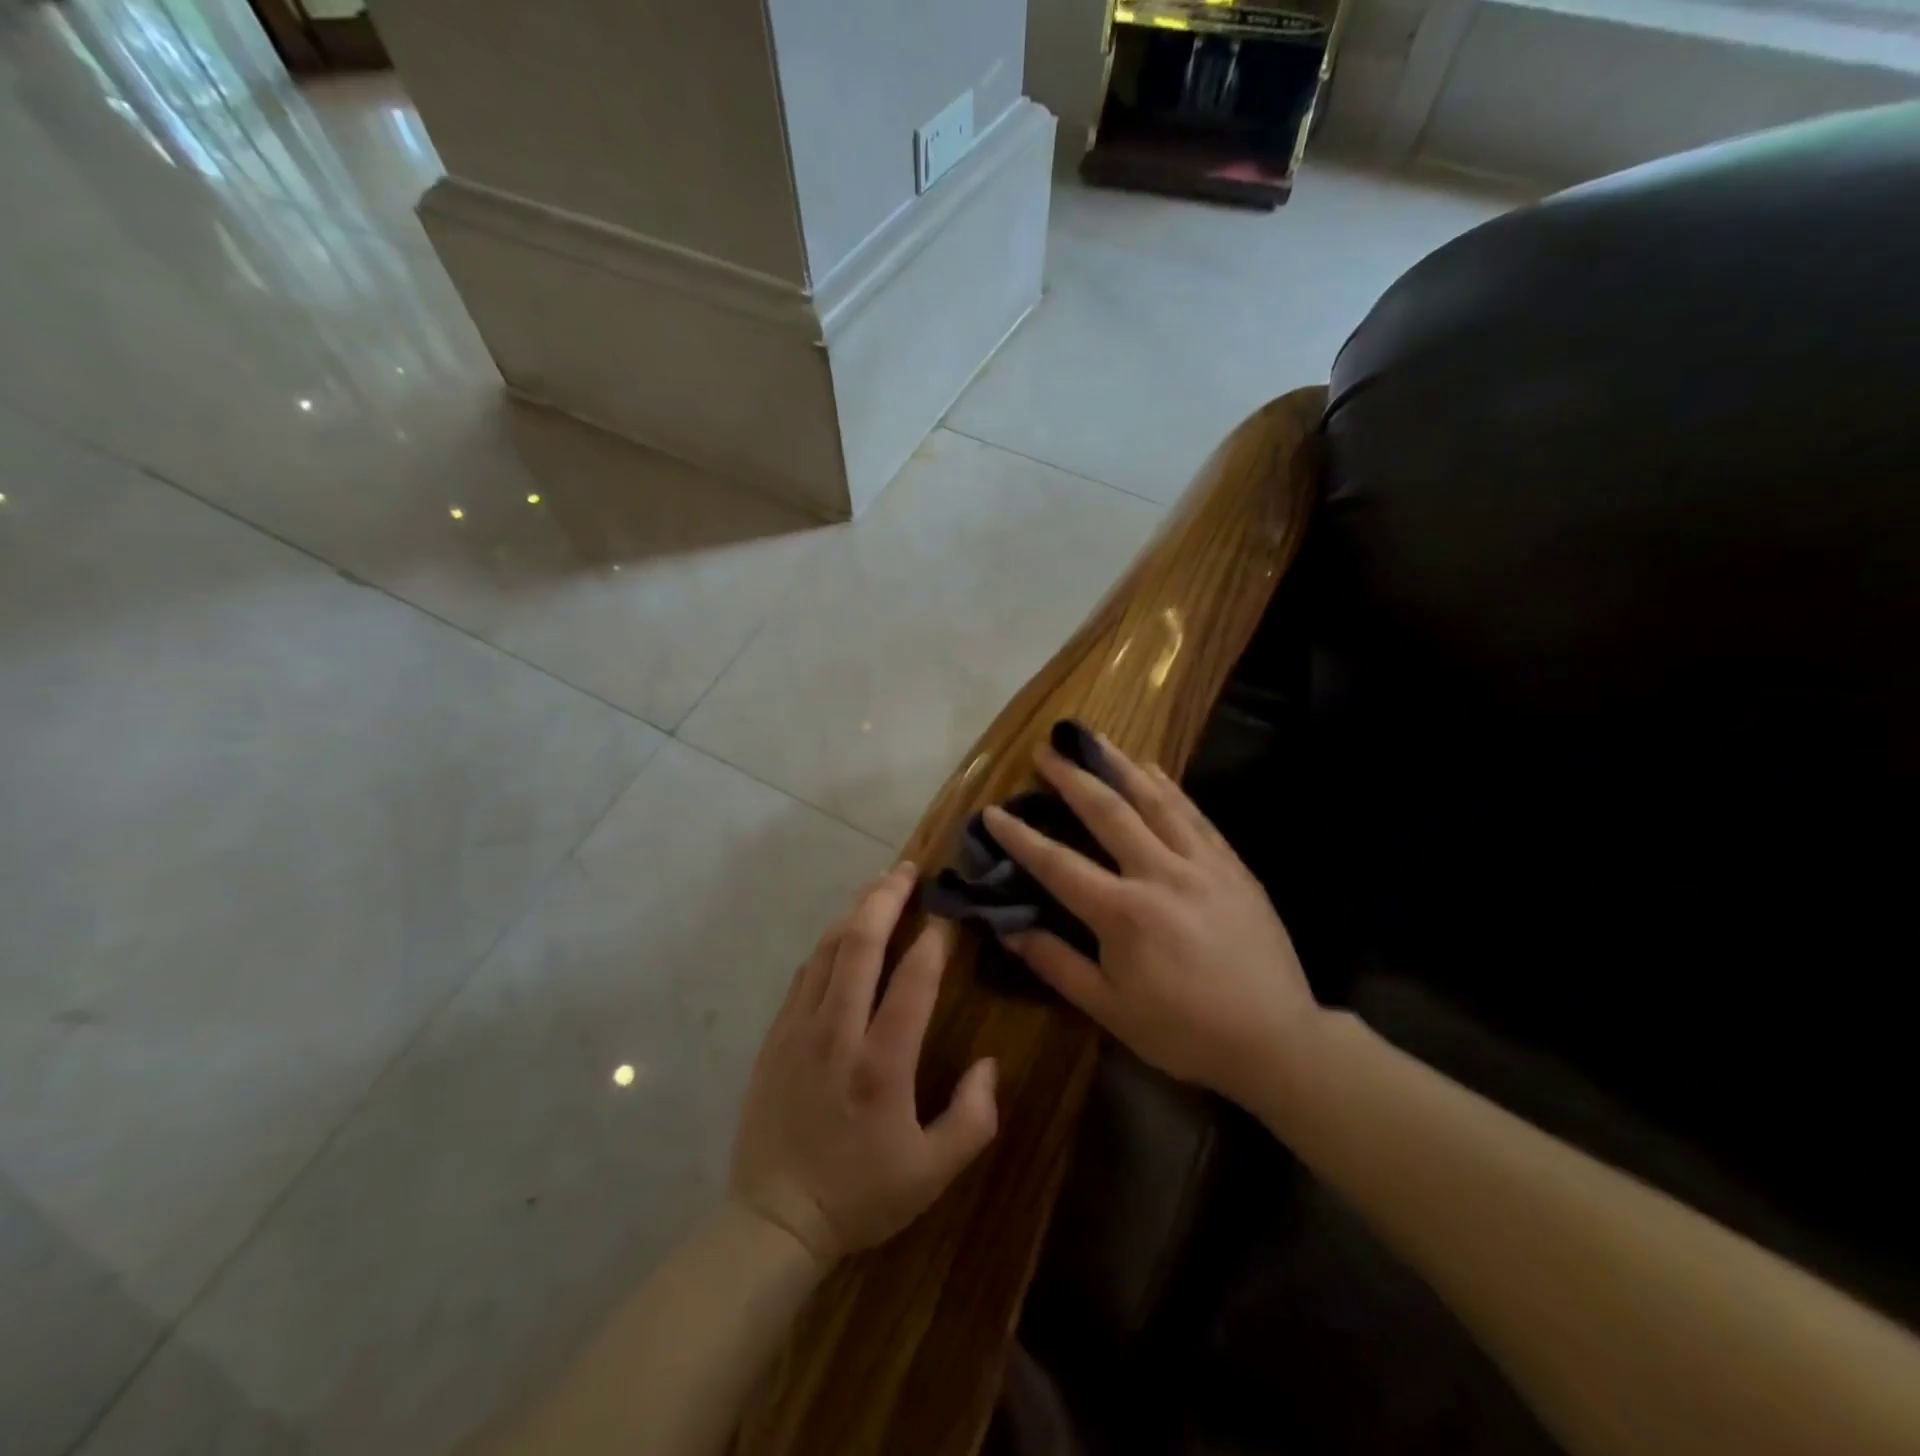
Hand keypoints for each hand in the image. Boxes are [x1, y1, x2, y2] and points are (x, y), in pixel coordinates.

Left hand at [729, 865, 998, 1266]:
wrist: (774, 1219)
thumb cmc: (861, 1195)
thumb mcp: (933, 1172)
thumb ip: (973, 1117)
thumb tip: (988, 1063)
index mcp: (881, 1064)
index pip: (912, 980)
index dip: (934, 939)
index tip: (950, 914)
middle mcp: (837, 1033)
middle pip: (860, 945)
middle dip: (886, 899)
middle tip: (908, 870)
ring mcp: (799, 1029)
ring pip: (827, 950)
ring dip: (855, 911)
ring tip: (878, 886)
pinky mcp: (775, 1036)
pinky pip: (804, 972)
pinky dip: (828, 943)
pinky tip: (842, 932)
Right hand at [983, 737, 1319, 1107]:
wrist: (1274, 1039)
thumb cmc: (1183, 1031)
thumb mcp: (1109, 1009)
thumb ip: (1056, 964)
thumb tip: (1008, 928)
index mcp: (1123, 913)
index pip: (1058, 865)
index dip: (1021, 838)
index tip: (993, 812)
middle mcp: (1160, 874)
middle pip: (1108, 813)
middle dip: (1072, 779)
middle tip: (1046, 751)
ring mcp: (1201, 864)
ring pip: (1155, 800)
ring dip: (1119, 766)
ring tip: (1093, 740)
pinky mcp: (1231, 865)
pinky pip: (1194, 814)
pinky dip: (1168, 786)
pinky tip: (1152, 769)